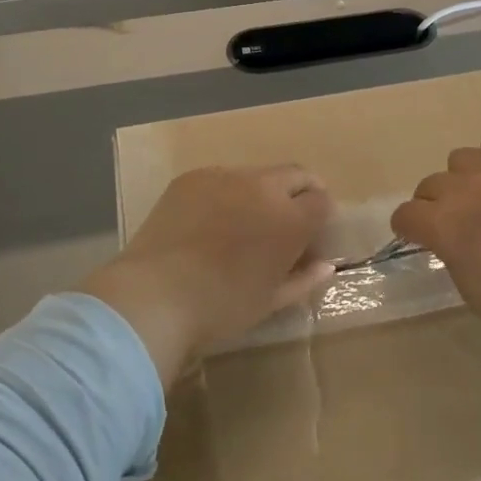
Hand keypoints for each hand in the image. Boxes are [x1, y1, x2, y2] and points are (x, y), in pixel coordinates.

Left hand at [81, 166, 334, 383]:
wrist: (155, 294)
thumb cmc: (222, 306)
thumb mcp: (271, 301)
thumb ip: (304, 279)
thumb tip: (325, 265)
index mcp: (290, 219)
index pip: (322, 201)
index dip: (321, 216)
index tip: (311, 234)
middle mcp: (263, 187)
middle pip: (296, 175)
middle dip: (301, 192)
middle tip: (289, 219)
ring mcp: (225, 176)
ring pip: (258, 174)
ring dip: (262, 191)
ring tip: (244, 221)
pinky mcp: (193, 177)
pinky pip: (222, 178)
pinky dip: (227, 193)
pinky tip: (210, 221)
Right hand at [389, 122, 480, 406]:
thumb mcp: (468, 288)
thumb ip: (449, 250)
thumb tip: (446, 234)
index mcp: (446, 227)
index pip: (406, 214)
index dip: (410, 228)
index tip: (420, 237)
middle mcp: (468, 191)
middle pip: (431, 184)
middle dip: (436, 206)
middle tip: (459, 225)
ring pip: (461, 157)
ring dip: (464, 179)